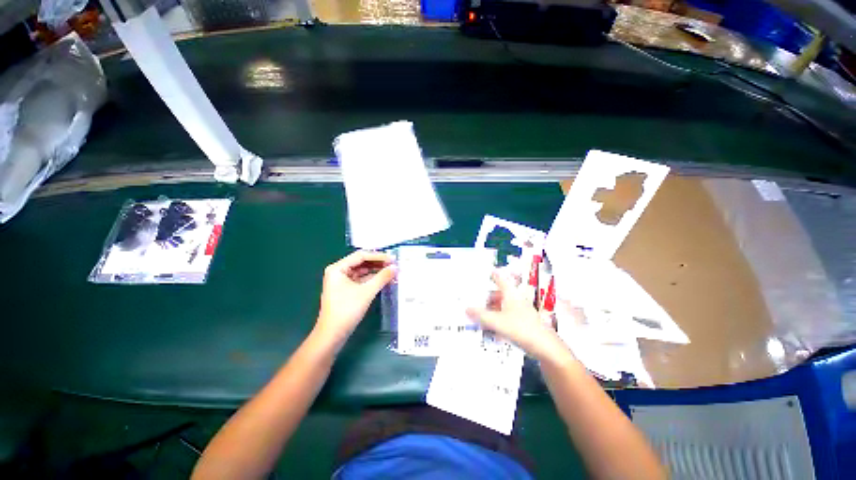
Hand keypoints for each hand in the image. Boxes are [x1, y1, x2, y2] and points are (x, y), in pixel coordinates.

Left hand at [316, 250, 396, 346]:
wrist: (332, 335)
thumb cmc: (347, 310)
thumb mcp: (367, 291)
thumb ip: (382, 277)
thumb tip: (395, 267)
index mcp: (338, 268)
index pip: (361, 256)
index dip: (378, 256)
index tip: (393, 259)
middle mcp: (338, 272)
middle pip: (362, 262)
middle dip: (378, 264)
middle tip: (394, 265)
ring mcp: (341, 281)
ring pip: (362, 271)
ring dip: (377, 272)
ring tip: (392, 272)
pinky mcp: (346, 290)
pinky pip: (361, 280)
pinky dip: (372, 280)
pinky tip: (384, 280)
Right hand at [466, 270, 567, 362]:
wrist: (547, 348)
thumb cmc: (522, 329)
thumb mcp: (497, 322)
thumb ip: (481, 315)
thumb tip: (466, 308)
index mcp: (511, 294)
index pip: (500, 279)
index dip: (492, 275)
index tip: (483, 273)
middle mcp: (516, 300)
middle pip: (499, 294)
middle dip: (487, 297)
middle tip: (475, 301)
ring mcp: (520, 311)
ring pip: (502, 306)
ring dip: (491, 310)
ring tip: (480, 317)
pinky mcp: (523, 323)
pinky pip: (506, 317)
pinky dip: (497, 320)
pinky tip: (491, 330)